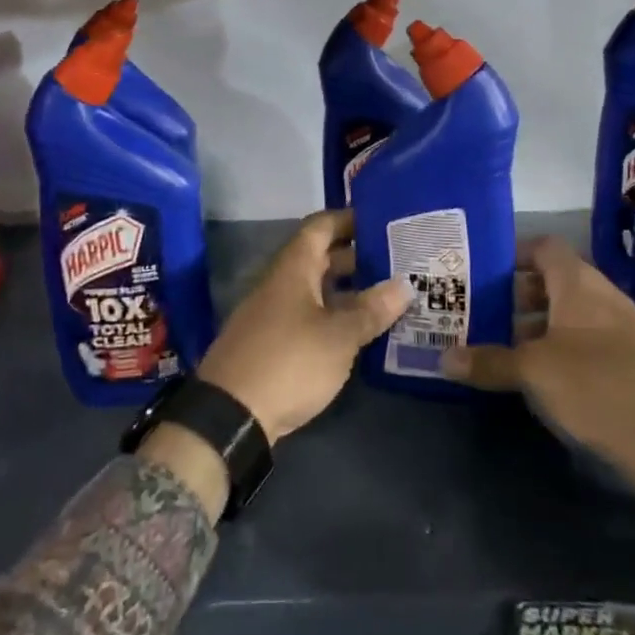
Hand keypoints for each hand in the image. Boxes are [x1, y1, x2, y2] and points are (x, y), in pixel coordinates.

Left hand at [196, 210, 411, 443]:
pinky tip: (361, 331)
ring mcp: (273, 313)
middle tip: (397, 261)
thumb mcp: (339, 336)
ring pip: (316, 289)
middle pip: (320, 257)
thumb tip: (405, 284)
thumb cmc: (288, 362)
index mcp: (293, 268)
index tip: (383, 221)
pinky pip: (309, 316)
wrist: (230, 415)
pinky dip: (334, 316)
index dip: (349, 219)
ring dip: (348, 290)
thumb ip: (372, 310)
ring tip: (388, 295)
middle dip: (357, 256)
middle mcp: (280, 283)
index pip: (320, 226)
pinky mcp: (272, 343)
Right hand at [442, 236, 634, 543]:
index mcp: (580, 284)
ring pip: (567, 309)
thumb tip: (444, 357)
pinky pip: (582, 334)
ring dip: (534, 320)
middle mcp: (601, 296)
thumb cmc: (596, 387)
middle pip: (553, 278)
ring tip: (497, 340)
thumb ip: (489, 361)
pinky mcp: (626, 357)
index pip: (544, 247)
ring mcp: (618, 327)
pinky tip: (534, 369)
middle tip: (479, 306)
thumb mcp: (534, 372)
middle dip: (516, 291)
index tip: (480, 268)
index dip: (512, 252)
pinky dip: (555, 341)